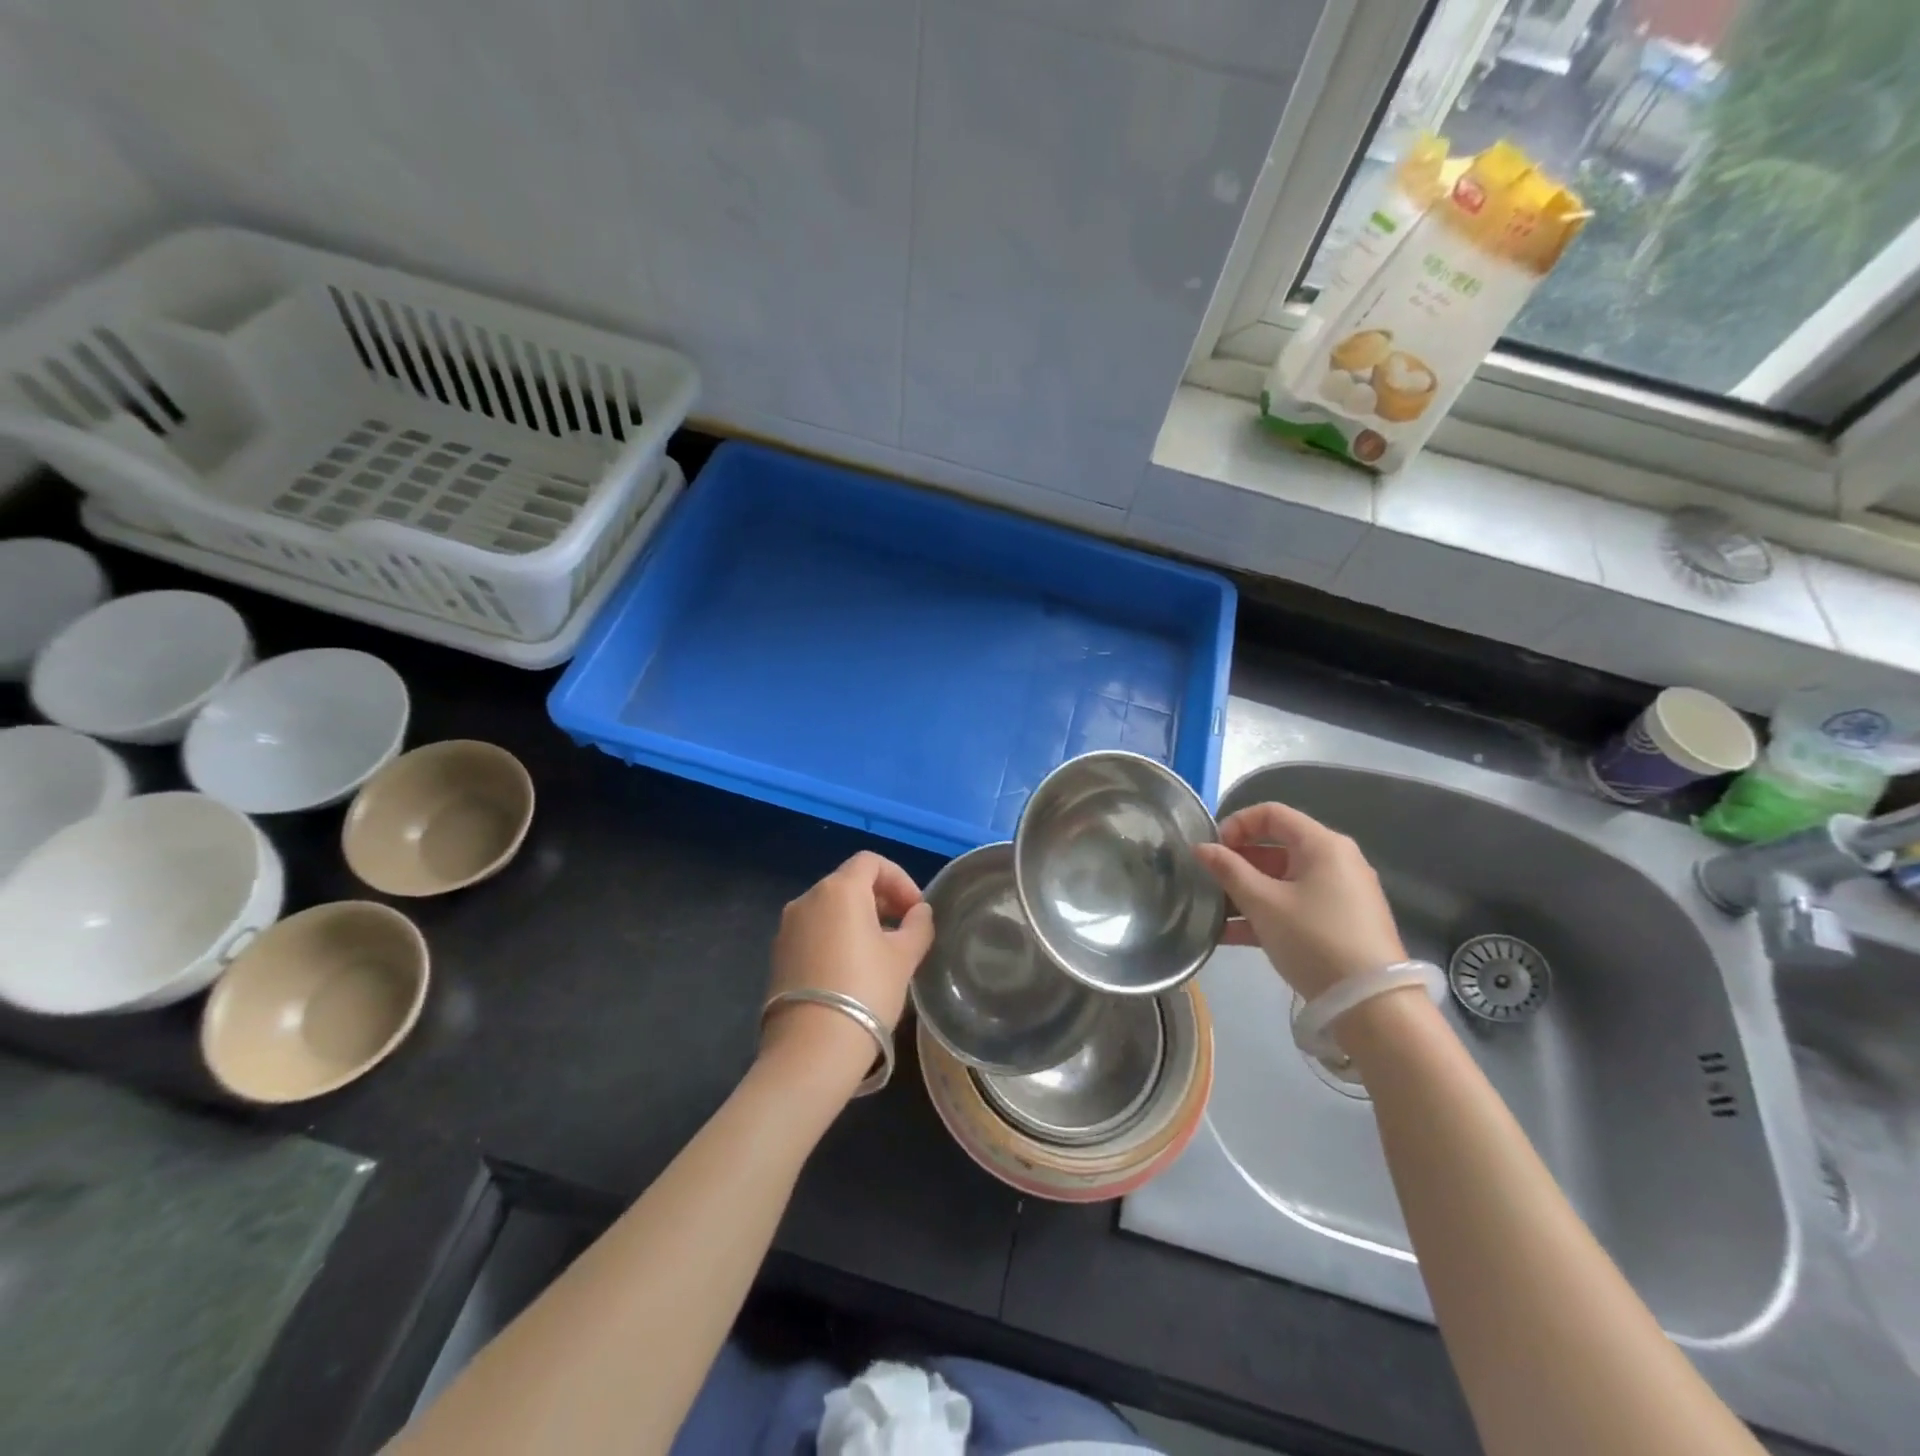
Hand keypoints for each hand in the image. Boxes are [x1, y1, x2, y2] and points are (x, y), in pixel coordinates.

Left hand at [761, 852, 935, 1081]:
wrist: (811, 1049)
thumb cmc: (866, 991)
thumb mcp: (904, 957)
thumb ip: (918, 926)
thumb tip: (919, 912)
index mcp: (839, 890)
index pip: (871, 862)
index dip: (899, 879)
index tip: (916, 909)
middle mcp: (807, 899)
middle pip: (849, 882)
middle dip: (881, 898)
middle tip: (904, 928)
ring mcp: (787, 927)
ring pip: (830, 908)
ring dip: (858, 919)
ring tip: (881, 951)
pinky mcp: (778, 954)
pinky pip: (814, 931)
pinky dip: (836, 936)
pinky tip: (853, 969)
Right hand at [1193, 803, 1404, 1000]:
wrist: (1372, 1005)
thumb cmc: (1315, 939)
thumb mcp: (1263, 903)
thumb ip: (1228, 870)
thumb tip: (1201, 847)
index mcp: (1322, 844)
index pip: (1272, 813)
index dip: (1236, 824)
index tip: (1212, 849)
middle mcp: (1336, 861)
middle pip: (1277, 847)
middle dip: (1237, 862)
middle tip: (1209, 881)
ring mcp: (1340, 893)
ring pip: (1283, 880)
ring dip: (1246, 891)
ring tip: (1213, 912)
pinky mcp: (1340, 923)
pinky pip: (1295, 905)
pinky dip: (1266, 912)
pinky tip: (1232, 934)